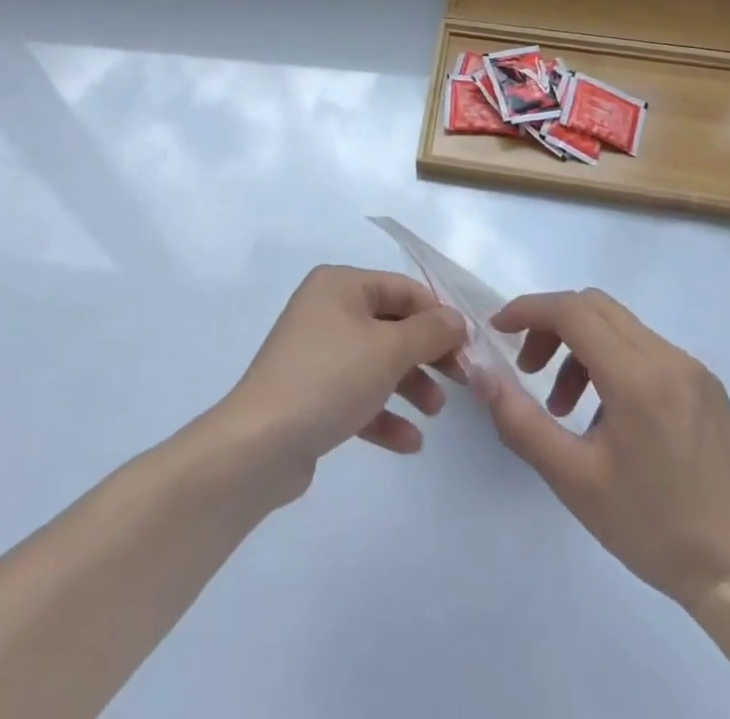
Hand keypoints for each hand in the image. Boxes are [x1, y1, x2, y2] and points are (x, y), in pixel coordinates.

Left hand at [215, 265, 466, 501]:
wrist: (260, 444)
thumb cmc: (330, 378)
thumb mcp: (389, 349)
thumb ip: (430, 331)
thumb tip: (457, 319)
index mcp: (340, 285)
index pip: (402, 289)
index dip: (438, 315)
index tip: (469, 346)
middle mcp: (326, 310)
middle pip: (391, 325)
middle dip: (427, 354)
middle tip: (461, 380)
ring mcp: (316, 353)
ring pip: (376, 362)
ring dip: (410, 385)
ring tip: (435, 412)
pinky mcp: (311, 395)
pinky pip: (357, 396)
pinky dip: (384, 414)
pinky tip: (410, 443)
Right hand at [486, 289, 729, 607]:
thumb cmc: (650, 527)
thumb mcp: (572, 479)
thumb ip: (519, 420)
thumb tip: (480, 373)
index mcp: (638, 377)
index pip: (573, 311)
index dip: (529, 310)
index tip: (498, 330)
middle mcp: (668, 357)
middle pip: (595, 307)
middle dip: (551, 325)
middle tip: (528, 368)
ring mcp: (692, 367)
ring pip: (619, 326)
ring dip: (580, 346)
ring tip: (563, 405)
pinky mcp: (705, 384)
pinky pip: (646, 349)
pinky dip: (612, 361)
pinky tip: (606, 414)